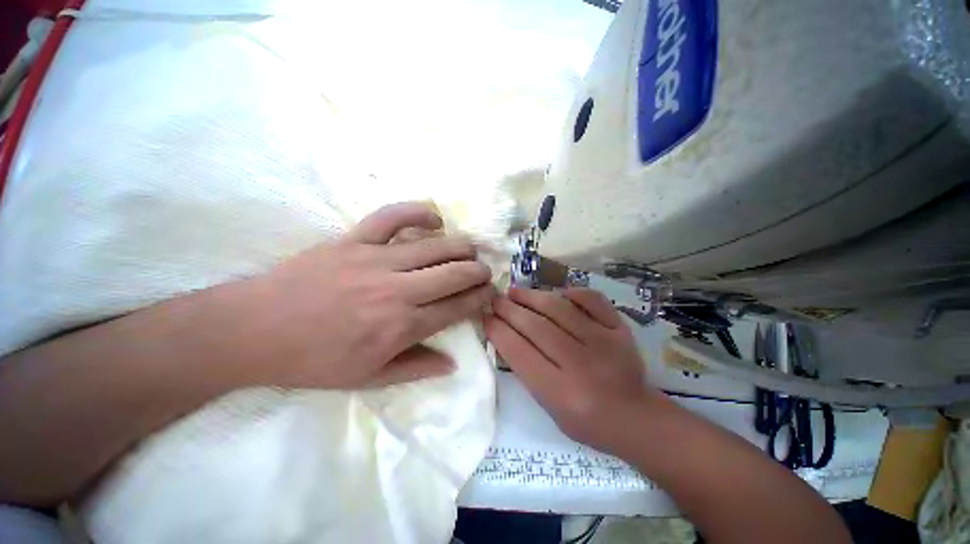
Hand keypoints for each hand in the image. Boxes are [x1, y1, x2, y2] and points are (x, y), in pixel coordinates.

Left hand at [236, 202, 494, 389]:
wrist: (263, 329)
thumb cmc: (313, 361)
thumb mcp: (366, 378)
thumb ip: (413, 368)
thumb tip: (452, 362)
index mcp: (401, 326)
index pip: (455, 308)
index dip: (479, 300)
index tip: (490, 296)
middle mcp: (396, 288)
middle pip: (452, 271)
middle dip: (477, 271)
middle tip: (486, 272)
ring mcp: (373, 258)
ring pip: (431, 244)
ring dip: (458, 244)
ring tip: (471, 248)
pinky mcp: (352, 240)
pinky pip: (391, 217)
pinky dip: (417, 211)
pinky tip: (433, 216)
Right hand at [484, 287, 658, 453]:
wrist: (634, 417)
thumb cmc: (588, 423)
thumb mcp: (552, 410)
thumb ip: (533, 377)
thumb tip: (512, 341)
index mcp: (559, 390)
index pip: (520, 352)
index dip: (499, 332)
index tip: (486, 318)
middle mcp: (579, 362)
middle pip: (537, 327)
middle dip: (510, 310)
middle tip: (495, 300)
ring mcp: (603, 342)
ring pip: (561, 309)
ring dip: (534, 297)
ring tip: (516, 292)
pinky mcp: (620, 330)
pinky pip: (593, 301)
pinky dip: (573, 294)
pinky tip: (558, 295)